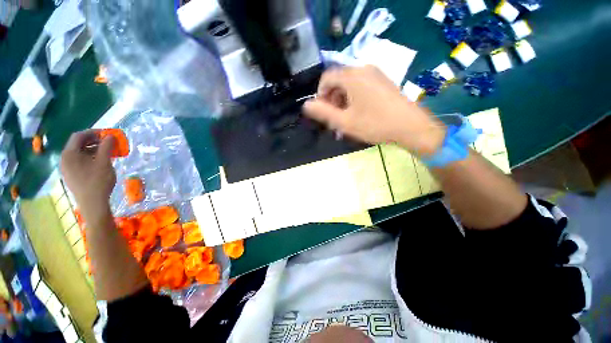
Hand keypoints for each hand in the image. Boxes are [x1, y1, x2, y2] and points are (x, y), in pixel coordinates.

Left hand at [61, 130, 116, 221]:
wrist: (93, 204)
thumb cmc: (98, 181)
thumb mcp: (104, 162)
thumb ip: (106, 147)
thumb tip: (110, 136)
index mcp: (69, 154)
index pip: (79, 136)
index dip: (93, 132)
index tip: (107, 134)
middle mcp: (65, 159)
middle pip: (78, 144)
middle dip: (94, 141)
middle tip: (109, 143)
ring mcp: (67, 169)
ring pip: (80, 153)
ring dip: (94, 150)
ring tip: (108, 152)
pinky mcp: (72, 176)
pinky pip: (80, 162)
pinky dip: (90, 158)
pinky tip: (101, 162)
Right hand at [303, 66, 445, 156]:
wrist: (410, 126)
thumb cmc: (374, 124)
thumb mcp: (344, 121)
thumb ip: (323, 112)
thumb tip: (306, 104)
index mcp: (352, 76)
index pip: (326, 78)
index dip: (320, 95)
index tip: (323, 112)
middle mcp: (363, 69)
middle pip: (338, 81)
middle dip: (332, 100)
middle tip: (334, 119)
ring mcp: (375, 74)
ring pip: (349, 84)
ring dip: (342, 101)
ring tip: (345, 119)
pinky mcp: (383, 81)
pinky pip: (361, 86)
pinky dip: (354, 98)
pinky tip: (358, 113)